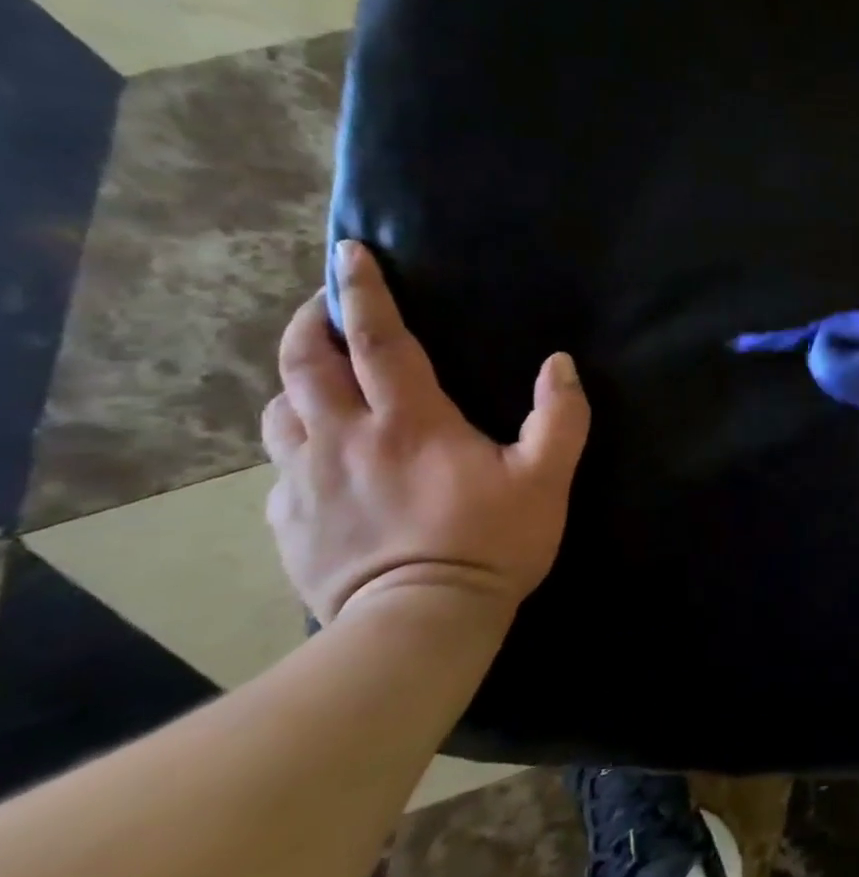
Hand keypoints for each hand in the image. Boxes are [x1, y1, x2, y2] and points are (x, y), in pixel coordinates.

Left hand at [261, 240, 590, 624]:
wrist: (419, 623)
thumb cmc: (490, 543)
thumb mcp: (547, 478)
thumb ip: (561, 417)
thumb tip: (560, 363)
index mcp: (409, 421)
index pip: (375, 339)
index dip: (361, 291)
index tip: (348, 253)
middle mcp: (344, 437)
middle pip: (305, 362)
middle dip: (309, 322)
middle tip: (325, 305)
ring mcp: (306, 478)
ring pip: (280, 408)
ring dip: (296, 379)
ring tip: (320, 375)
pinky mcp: (288, 517)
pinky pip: (280, 462)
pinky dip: (296, 439)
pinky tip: (320, 452)